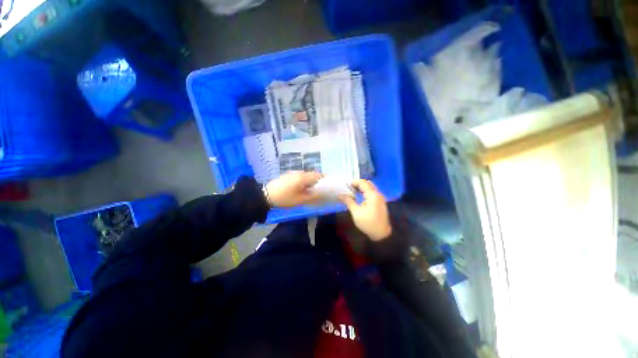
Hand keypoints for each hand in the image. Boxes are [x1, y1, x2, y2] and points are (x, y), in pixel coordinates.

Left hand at [266, 171, 322, 207]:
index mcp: (303, 177)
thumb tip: (323, 194)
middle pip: (313, 175)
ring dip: (311, 182)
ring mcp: (293, 173)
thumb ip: (313, 196)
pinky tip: (302, 189)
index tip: (328, 188)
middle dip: (318, 182)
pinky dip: (304, 182)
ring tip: (311, 192)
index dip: (325, 180)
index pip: (319, 175)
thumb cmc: (285, 198)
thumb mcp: (300, 200)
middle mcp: (299, 172)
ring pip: (307, 176)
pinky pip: (301, 177)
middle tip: (320, 192)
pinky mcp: (289, 175)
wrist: (266, 195)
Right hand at [339, 180, 391, 240]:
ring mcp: (380, 198)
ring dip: (362, 188)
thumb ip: (348, 201)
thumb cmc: (368, 223)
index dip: (354, 182)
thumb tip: (340, 195)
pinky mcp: (380, 202)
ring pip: (370, 187)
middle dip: (358, 184)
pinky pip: (372, 192)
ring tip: (352, 191)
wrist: (381, 235)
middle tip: (349, 188)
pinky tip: (359, 196)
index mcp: (372, 195)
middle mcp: (377, 194)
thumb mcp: (356, 212)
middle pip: (367, 183)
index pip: (363, 182)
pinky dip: (365, 192)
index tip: (345, 185)